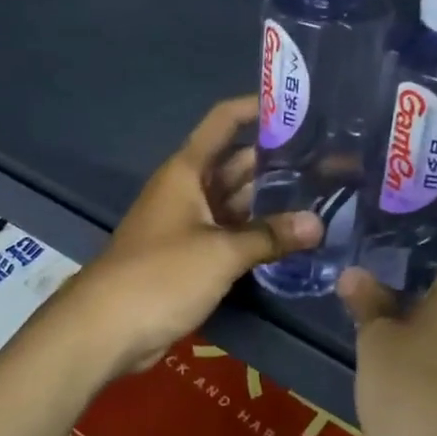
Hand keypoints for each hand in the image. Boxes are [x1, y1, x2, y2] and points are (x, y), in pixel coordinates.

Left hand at [64, 96, 321, 377]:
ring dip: (270, 201)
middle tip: (329, 161)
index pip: (222, 123)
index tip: (297, 108)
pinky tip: (292, 237)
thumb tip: (316, 225)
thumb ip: (269, 236)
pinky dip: (256, 234)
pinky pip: (230, 234)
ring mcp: (189, 224)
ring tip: (321, 196)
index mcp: (187, 172)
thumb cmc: (161, 275)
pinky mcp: (191, 257)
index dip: (255, 109)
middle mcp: (188, 190)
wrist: (107, 327)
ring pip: (235, 202)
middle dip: (277, 161)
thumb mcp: (220, 253)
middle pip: (236, 164)